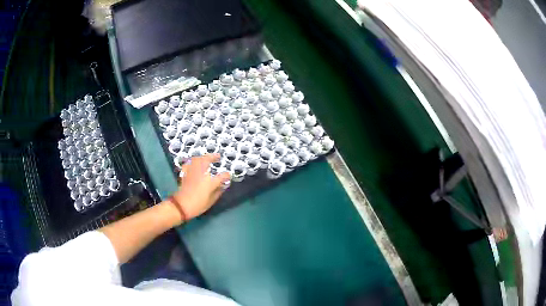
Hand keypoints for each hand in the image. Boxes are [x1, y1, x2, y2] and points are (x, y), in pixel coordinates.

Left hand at [168, 154, 230, 222]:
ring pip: (197, 159)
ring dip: (203, 156)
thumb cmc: (198, 205)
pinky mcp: (185, 173)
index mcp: (210, 182)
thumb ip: (218, 192)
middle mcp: (202, 173)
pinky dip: (192, 161)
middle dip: (213, 157)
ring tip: (207, 157)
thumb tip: (222, 186)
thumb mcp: (211, 201)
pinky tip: (194, 163)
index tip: (228, 176)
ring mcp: (192, 172)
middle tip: (218, 156)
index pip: (222, 175)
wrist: (181, 206)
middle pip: (207, 160)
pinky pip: (189, 163)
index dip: (227, 175)